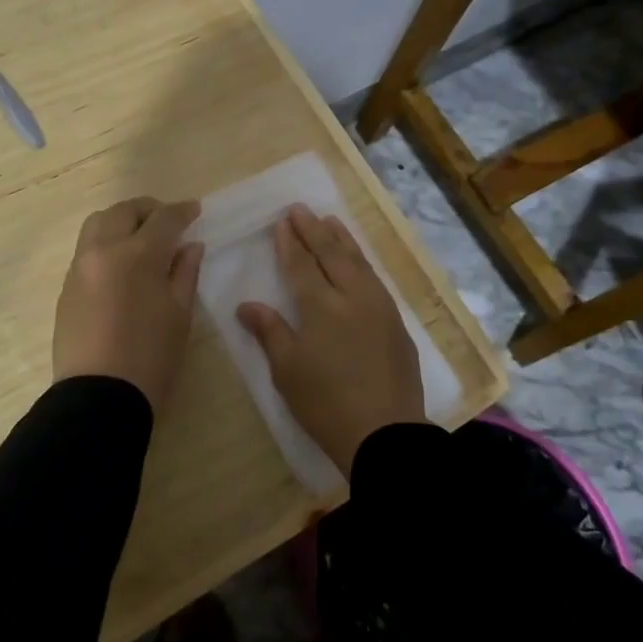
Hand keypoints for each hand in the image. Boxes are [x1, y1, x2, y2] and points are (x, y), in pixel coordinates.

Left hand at [53, 197, 204, 410]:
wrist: (99, 395)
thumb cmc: (151, 357)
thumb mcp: (179, 314)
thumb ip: (185, 272)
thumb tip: (190, 246)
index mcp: (137, 255)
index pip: (163, 219)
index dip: (182, 211)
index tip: (194, 210)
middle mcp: (103, 251)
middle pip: (123, 211)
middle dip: (148, 209)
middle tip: (167, 221)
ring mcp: (79, 267)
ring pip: (97, 224)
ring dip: (121, 220)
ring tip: (140, 237)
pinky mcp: (66, 286)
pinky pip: (85, 249)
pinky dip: (105, 242)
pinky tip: (120, 263)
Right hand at [237, 205, 422, 478]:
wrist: (385, 432)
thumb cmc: (325, 403)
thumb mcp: (287, 370)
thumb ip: (269, 331)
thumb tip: (246, 305)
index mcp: (320, 307)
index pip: (301, 266)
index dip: (290, 244)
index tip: (282, 222)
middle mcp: (352, 297)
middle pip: (331, 255)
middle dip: (314, 230)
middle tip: (301, 209)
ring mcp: (379, 307)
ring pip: (358, 262)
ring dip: (342, 239)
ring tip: (330, 220)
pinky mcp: (396, 322)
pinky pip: (375, 278)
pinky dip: (362, 261)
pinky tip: (358, 260)